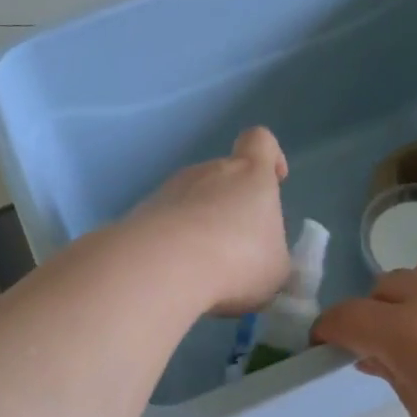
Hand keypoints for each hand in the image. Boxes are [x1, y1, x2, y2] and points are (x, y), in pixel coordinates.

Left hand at [132, 127, 291, 315]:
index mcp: (250, 174)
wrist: (166, 266)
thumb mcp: (275, 269)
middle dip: (229, 208)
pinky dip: (172, 244)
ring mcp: (170, 189)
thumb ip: (271, 255)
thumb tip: (262, 258)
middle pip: (223, 177)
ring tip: (202, 269)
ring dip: (198, 227)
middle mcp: (208, 171)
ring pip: (191, 201)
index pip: (260, 142)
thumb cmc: (238, 260)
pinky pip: (164, 223)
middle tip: (236, 250)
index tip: (275, 180)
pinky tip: (175, 274)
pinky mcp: (141, 213)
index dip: (270, 156)